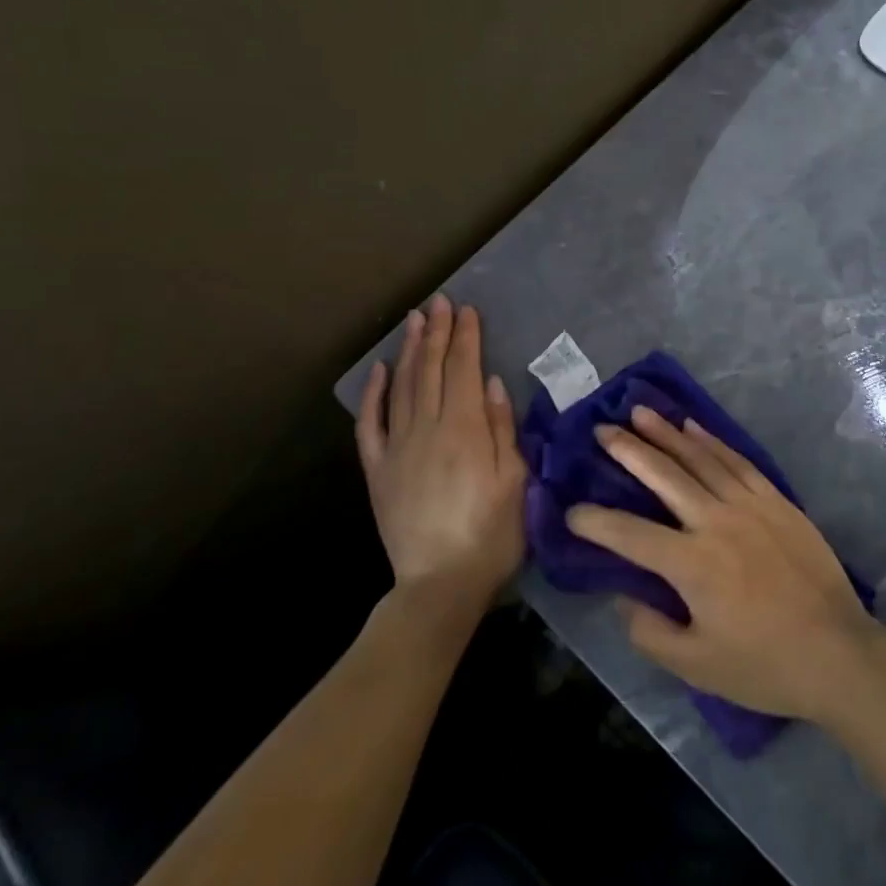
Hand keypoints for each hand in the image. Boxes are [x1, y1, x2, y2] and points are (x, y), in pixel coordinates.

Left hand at [356, 295, 525, 610]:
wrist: (440, 584)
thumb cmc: (492, 533)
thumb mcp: (516, 480)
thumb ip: (503, 428)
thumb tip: (492, 383)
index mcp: (465, 430)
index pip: (463, 370)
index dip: (466, 337)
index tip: (467, 310)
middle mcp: (428, 429)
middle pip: (431, 370)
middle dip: (437, 333)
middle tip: (439, 302)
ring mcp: (397, 448)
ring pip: (402, 387)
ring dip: (409, 350)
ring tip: (415, 320)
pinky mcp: (377, 470)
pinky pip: (370, 425)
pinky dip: (373, 394)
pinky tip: (378, 371)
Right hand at [566, 406, 883, 723]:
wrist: (838, 652)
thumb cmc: (765, 664)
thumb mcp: (699, 667)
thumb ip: (652, 633)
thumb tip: (624, 597)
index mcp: (692, 564)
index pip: (630, 535)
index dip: (596, 522)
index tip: (571, 510)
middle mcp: (716, 521)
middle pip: (664, 476)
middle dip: (629, 450)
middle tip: (602, 430)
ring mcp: (749, 504)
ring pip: (700, 458)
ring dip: (667, 433)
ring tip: (640, 413)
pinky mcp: (776, 499)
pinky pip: (737, 460)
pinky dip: (711, 440)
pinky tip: (693, 426)